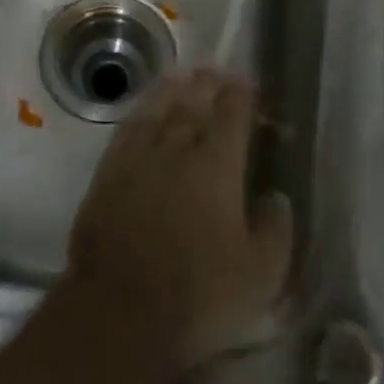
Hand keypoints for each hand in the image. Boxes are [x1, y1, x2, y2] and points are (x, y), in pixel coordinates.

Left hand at [65, 69, 293, 374]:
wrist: (120, 311)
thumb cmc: (199, 295)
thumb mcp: (261, 275)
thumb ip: (276, 229)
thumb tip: (276, 197)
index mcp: (217, 166)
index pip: (231, 115)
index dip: (242, 95)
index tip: (249, 85)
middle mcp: (175, 149)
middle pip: (193, 103)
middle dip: (208, 84)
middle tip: (218, 73)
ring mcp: (136, 159)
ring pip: (157, 110)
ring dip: (173, 89)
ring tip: (184, 76)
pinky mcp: (107, 174)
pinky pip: (127, 130)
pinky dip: (140, 112)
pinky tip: (144, 110)